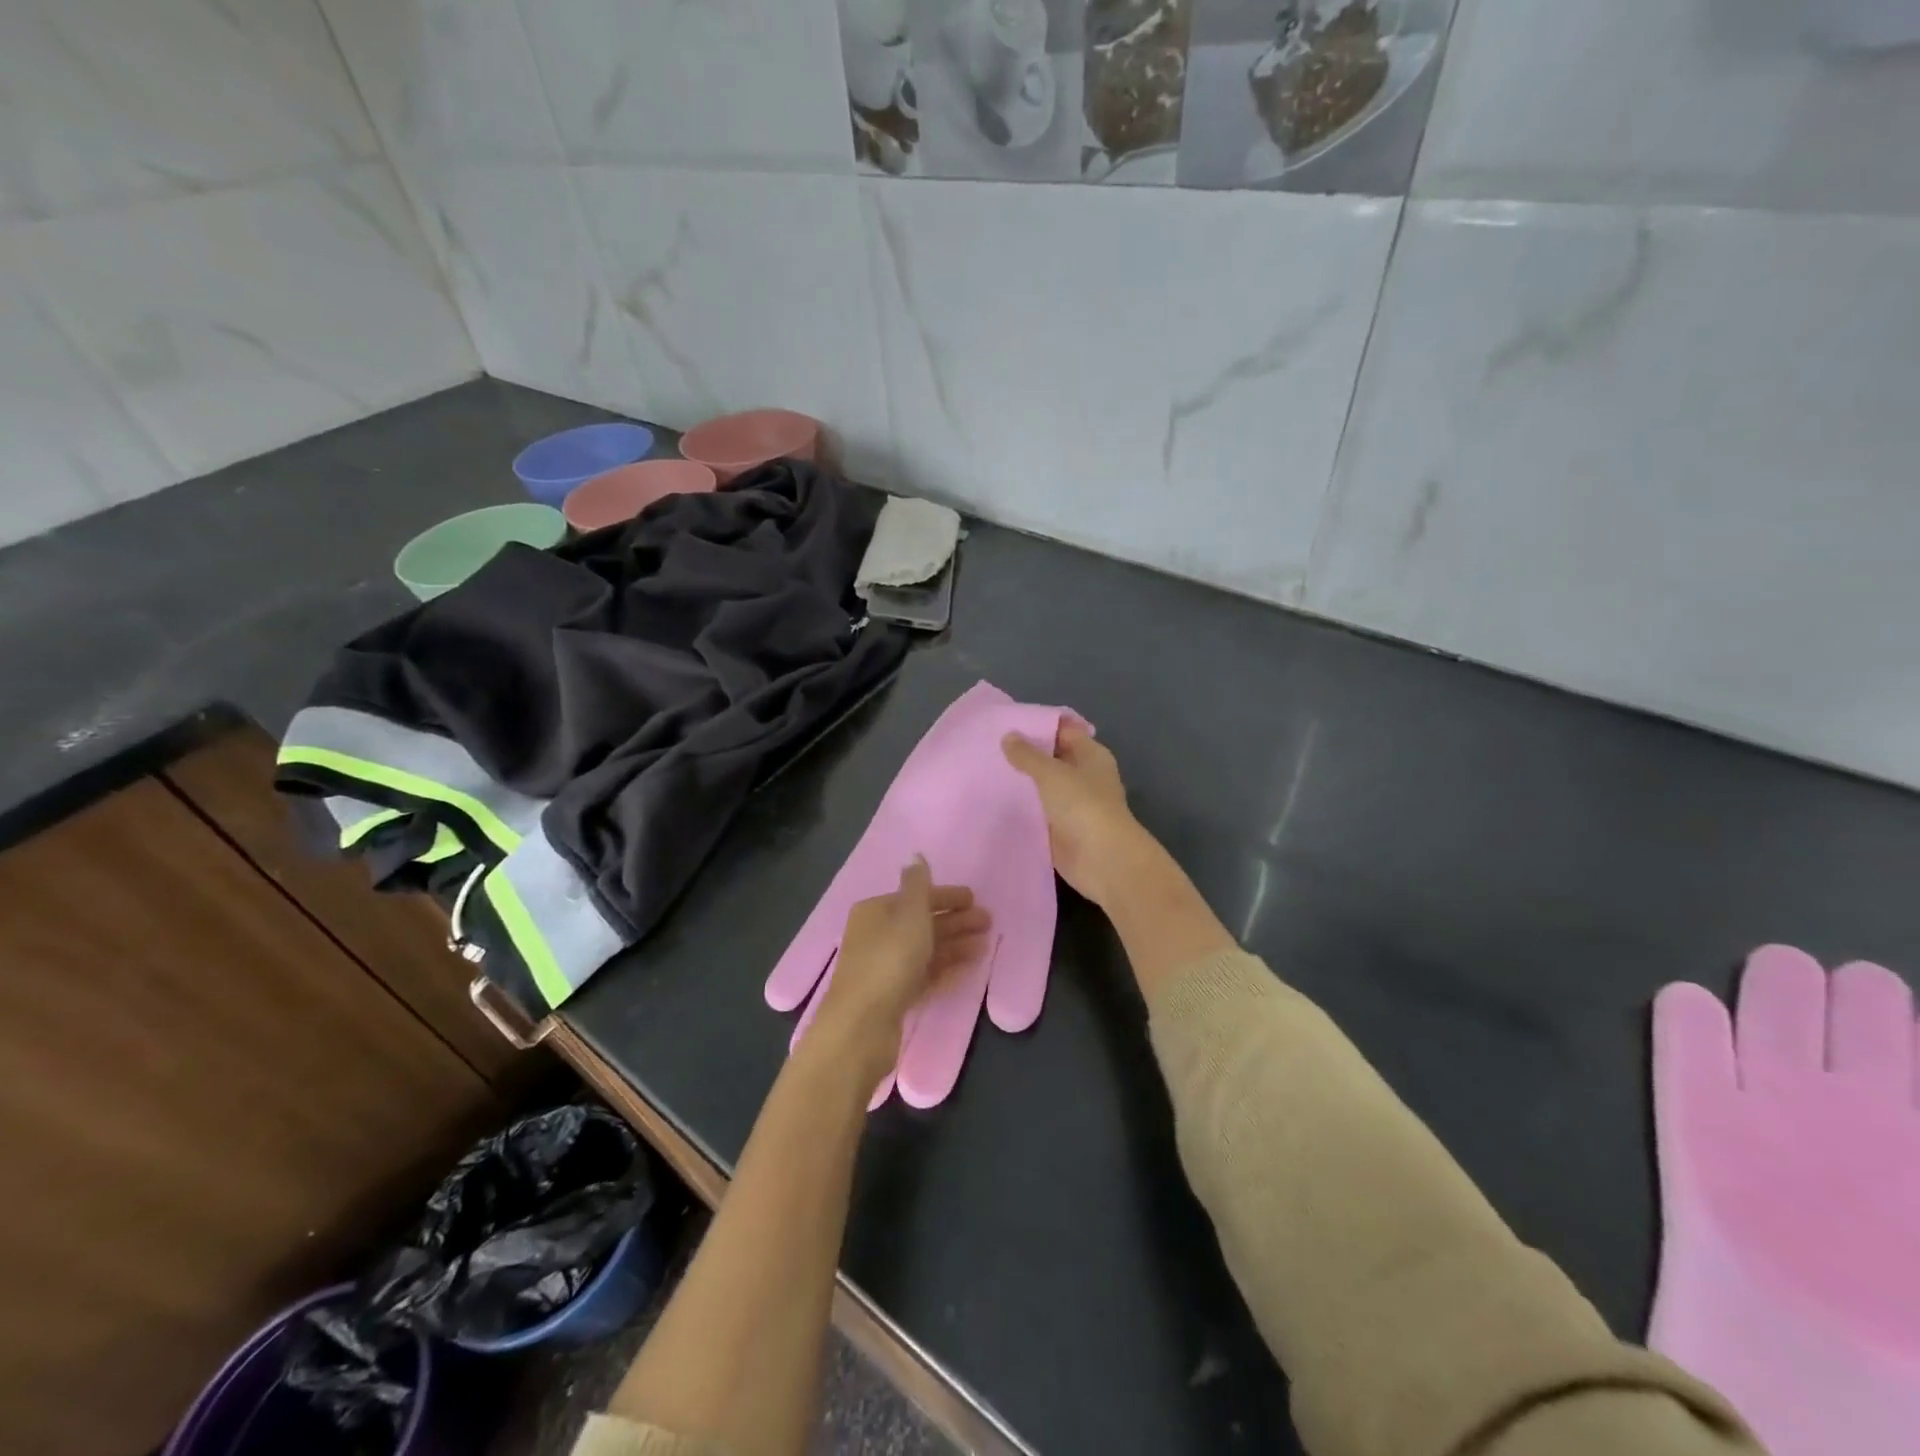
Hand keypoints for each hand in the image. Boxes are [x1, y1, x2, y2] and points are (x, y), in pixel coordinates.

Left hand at [812, 857, 990, 1075]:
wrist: (862, 1026)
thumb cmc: (888, 960)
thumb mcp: (908, 915)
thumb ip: (917, 885)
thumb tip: (916, 856)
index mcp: (875, 911)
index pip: (914, 896)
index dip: (945, 896)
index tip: (974, 899)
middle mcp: (876, 935)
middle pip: (921, 922)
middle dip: (955, 920)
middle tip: (988, 921)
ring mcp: (884, 967)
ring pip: (925, 948)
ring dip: (955, 942)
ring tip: (986, 942)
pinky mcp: (893, 996)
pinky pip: (924, 973)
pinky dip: (946, 965)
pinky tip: (969, 963)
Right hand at [1002, 721, 1147, 907]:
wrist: (1102, 860)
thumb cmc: (1083, 806)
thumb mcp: (1051, 773)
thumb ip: (1027, 755)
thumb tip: (1008, 736)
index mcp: (1090, 755)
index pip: (1064, 731)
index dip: (1038, 725)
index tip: (1007, 722)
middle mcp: (1084, 777)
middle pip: (1053, 759)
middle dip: (1026, 755)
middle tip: (989, 747)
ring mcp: (1073, 805)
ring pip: (1043, 787)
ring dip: (1022, 783)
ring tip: (986, 771)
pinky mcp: (1061, 829)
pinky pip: (1038, 812)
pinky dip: (1022, 808)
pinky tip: (995, 801)